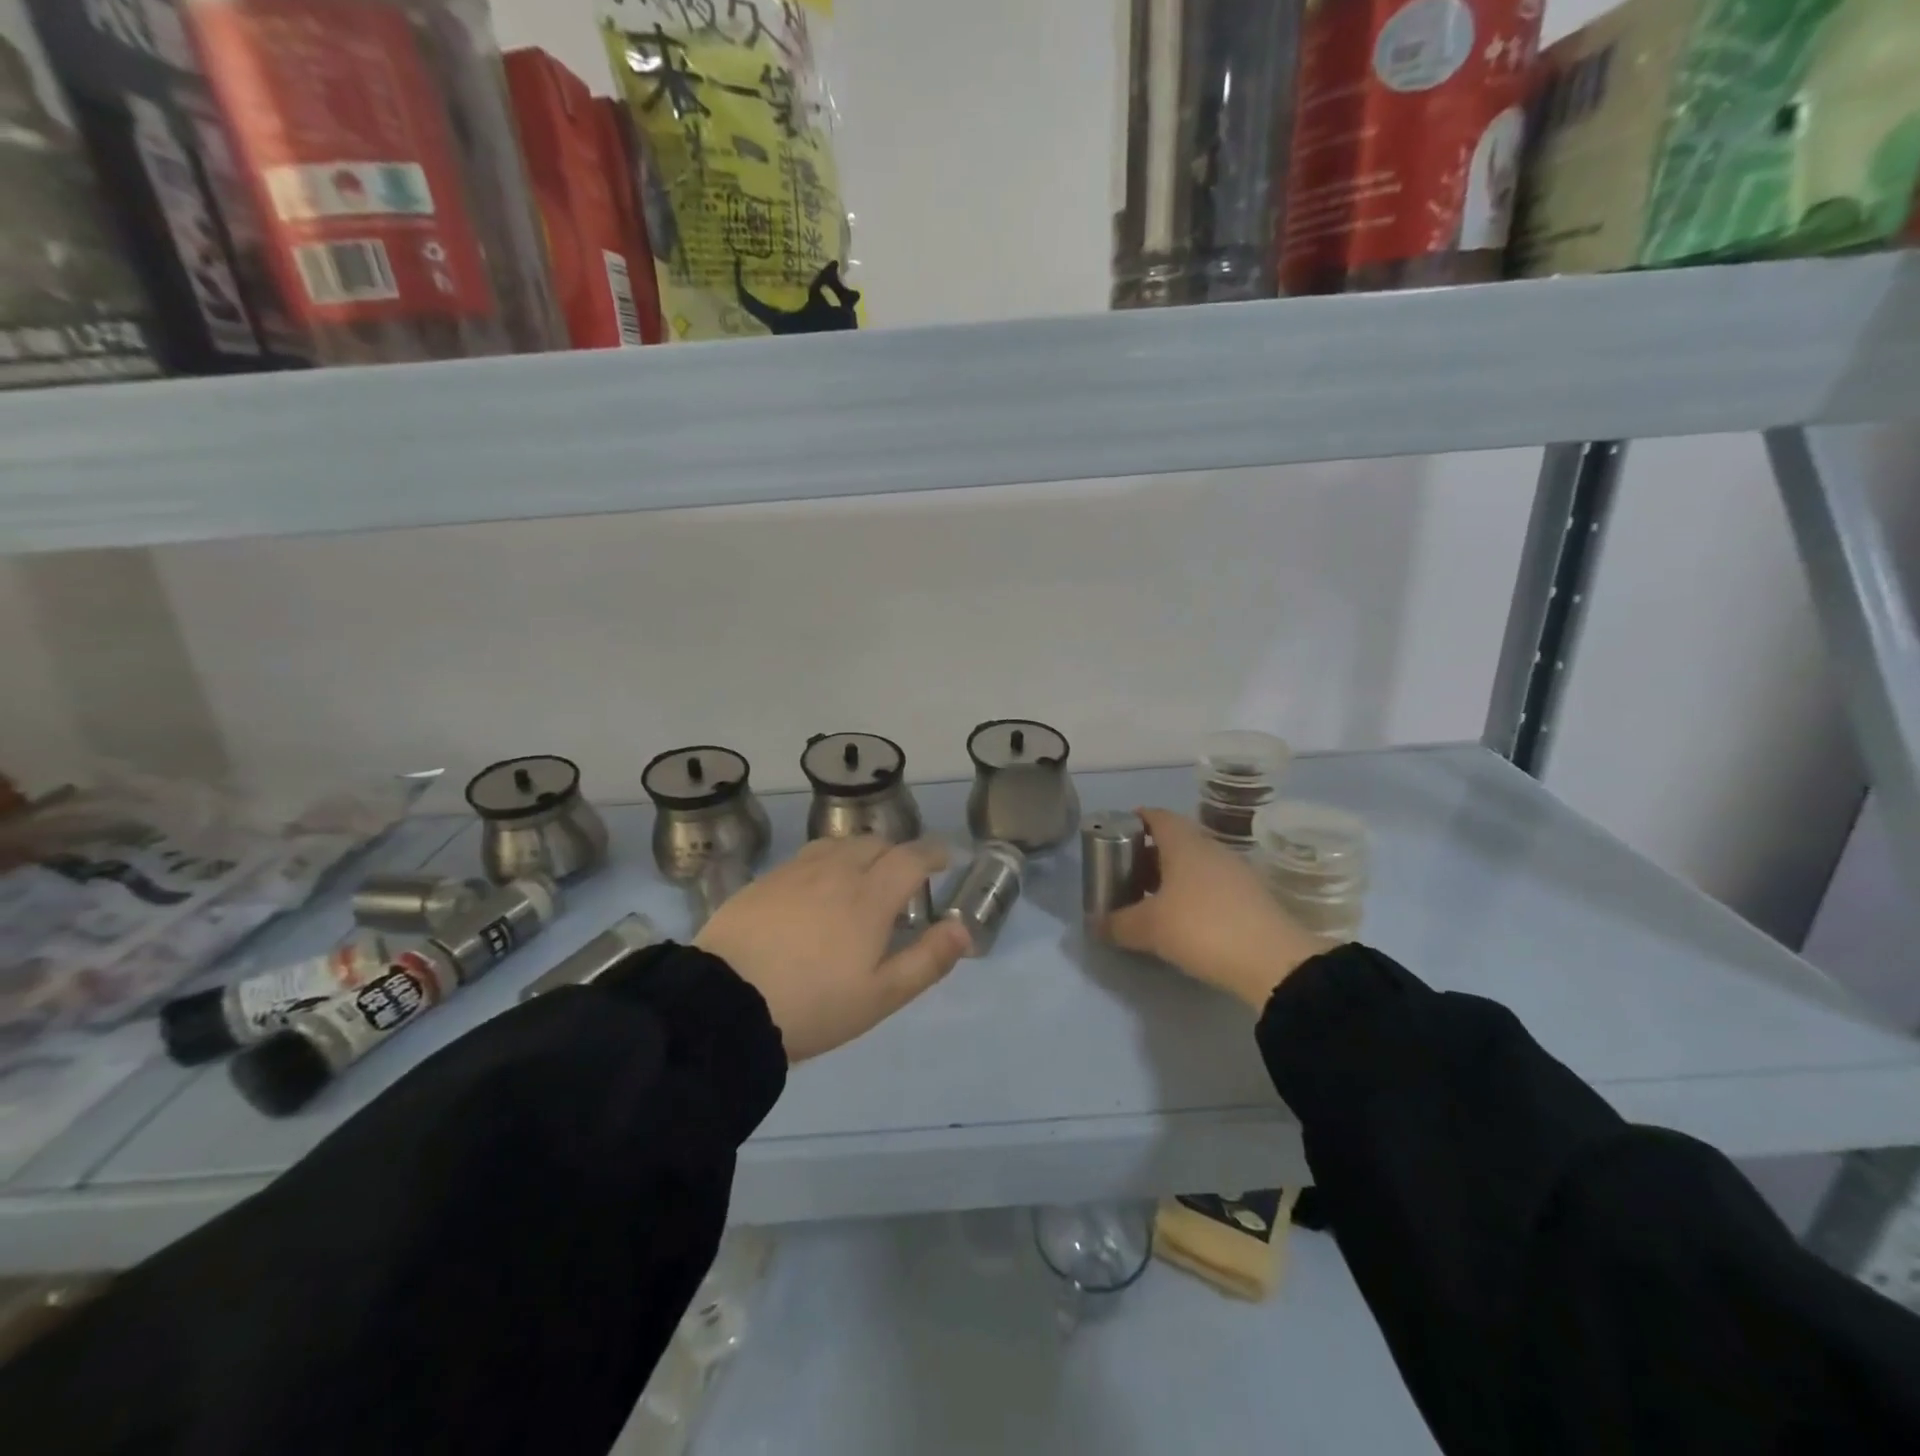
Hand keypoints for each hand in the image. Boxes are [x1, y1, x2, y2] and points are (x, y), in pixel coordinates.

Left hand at [695, 836, 968, 1061]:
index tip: (945, 859)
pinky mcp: (765, 880)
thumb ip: (927, 959)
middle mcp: (836, 871)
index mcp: (870, 896)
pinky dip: (827, 861)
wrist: (724, 1003)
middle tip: (903, 879)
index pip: (911, 858)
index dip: (933, 854)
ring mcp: (796, 872)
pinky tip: (817, 887)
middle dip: (897, 853)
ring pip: (840, 844)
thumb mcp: (880, 996)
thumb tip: (963, 929)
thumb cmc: (812, 1005)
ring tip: (862, 877)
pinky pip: (807, 856)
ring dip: (861, 852)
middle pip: (876, 844)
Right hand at [1106, 809, 1330, 1011]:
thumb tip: (1097, 924)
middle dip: (1149, 854)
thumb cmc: (1202, 928)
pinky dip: (1194, 894)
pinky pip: (1213, 885)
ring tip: (1150, 900)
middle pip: (1175, 840)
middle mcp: (1211, 849)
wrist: (1275, 962)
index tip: (1116, 835)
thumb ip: (1118, 923)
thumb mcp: (1150, 928)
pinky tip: (1183, 920)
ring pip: (1195, 864)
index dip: (1135, 820)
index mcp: (1185, 843)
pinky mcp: (1252, 898)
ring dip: (1172, 876)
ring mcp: (1236, 872)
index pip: (1157, 816)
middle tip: (1126, 874)